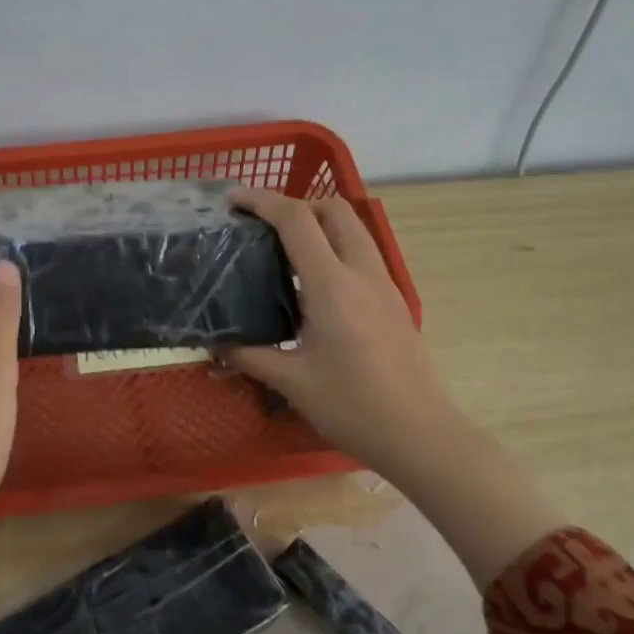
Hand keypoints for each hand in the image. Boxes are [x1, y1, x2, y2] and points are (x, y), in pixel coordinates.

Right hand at [223, 189, 451, 478]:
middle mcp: (362, 272)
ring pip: (354, 229)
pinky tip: (314, 285)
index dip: (262, 201)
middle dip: (296, 204)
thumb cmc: (352, 406)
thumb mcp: (291, 382)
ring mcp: (384, 284)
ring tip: (285, 250)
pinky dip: (335, 248)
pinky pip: (362, 254)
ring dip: (320, 223)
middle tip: (262, 226)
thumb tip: (214, 346)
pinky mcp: (394, 301)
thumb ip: (249, 356)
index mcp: (332, 285)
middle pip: (334, 209)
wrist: (419, 433)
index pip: (297, 220)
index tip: (233, 200)